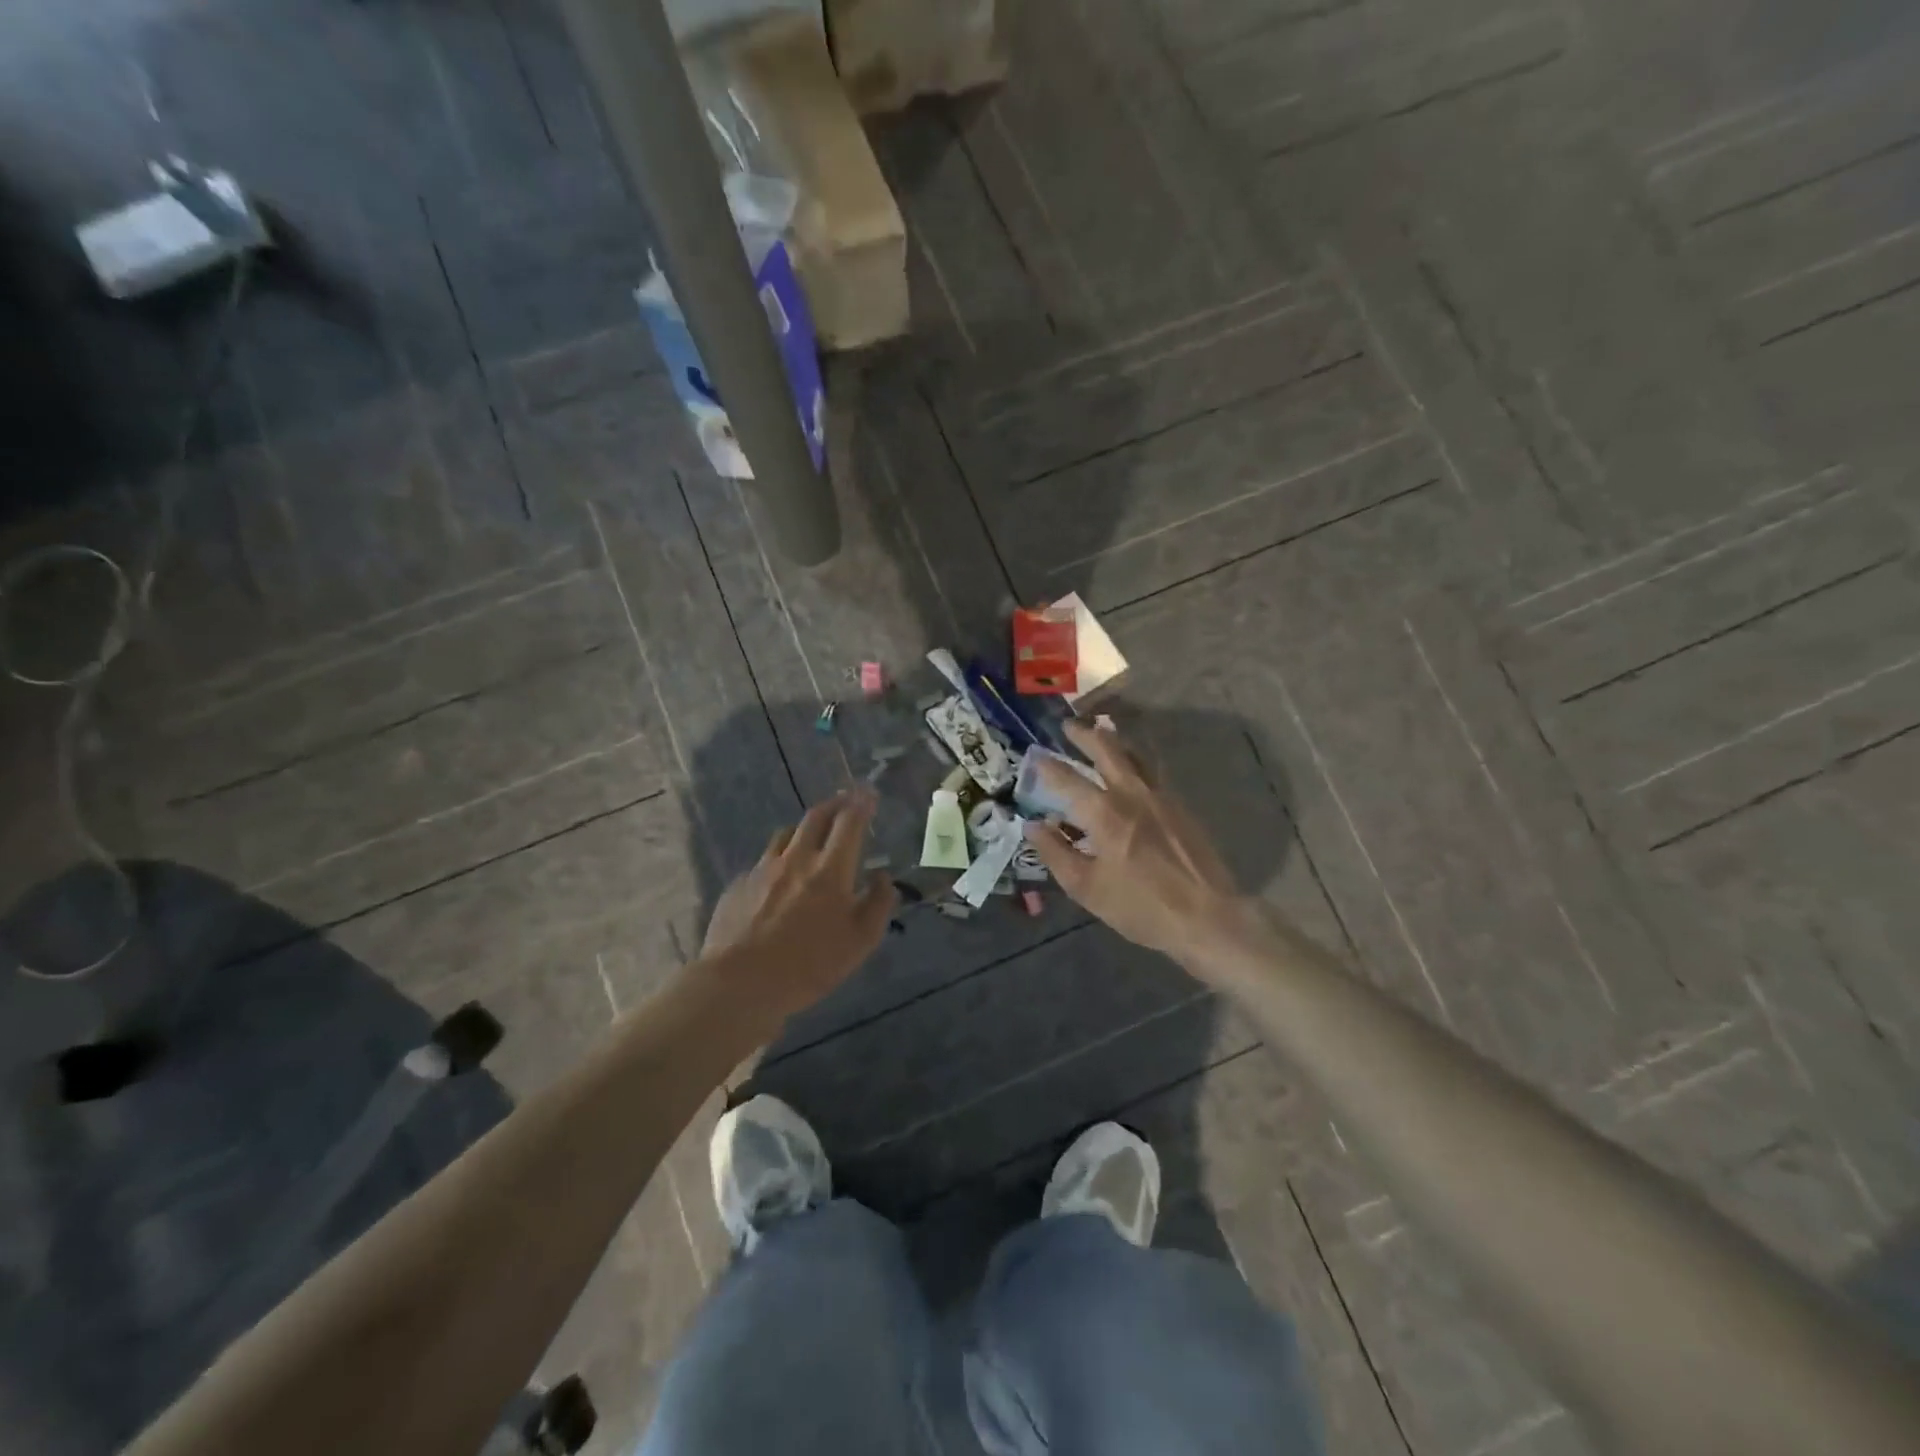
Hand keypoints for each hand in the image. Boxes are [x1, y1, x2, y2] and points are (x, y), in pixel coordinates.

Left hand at [700, 788, 897, 1021]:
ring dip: (804, 828)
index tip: (868, 792)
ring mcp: (763, 869)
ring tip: (811, 834)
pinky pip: (764, 861)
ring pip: (786, 834)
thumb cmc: (809, 965)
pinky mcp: (739, 885)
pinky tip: (778, 877)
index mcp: (830, 869)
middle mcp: (796, 858)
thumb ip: (877, 904)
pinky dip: (779, 859)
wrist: (740, 983)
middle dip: (834, 804)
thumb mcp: (860, 942)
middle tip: (844, 800)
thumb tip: (882, 877)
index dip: (861, 803)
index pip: (850, 822)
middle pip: (816, 817)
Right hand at [1023, 721, 1248, 966]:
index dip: (1047, 766)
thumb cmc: (1140, 906)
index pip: (1067, 779)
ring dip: (1114, 741)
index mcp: (1104, 813)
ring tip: (1102, 732)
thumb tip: (1033, 826)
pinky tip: (1132, 770)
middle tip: (1068, 725)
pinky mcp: (1181, 808)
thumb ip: (1056, 853)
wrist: (1207, 916)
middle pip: (1107, 751)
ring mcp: (1161, 797)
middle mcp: (1132, 794)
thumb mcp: (1086, 888)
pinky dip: (1136, 761)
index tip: (1033, 755)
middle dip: (1084, 735)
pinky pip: (1153, 772)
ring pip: (1135, 756)